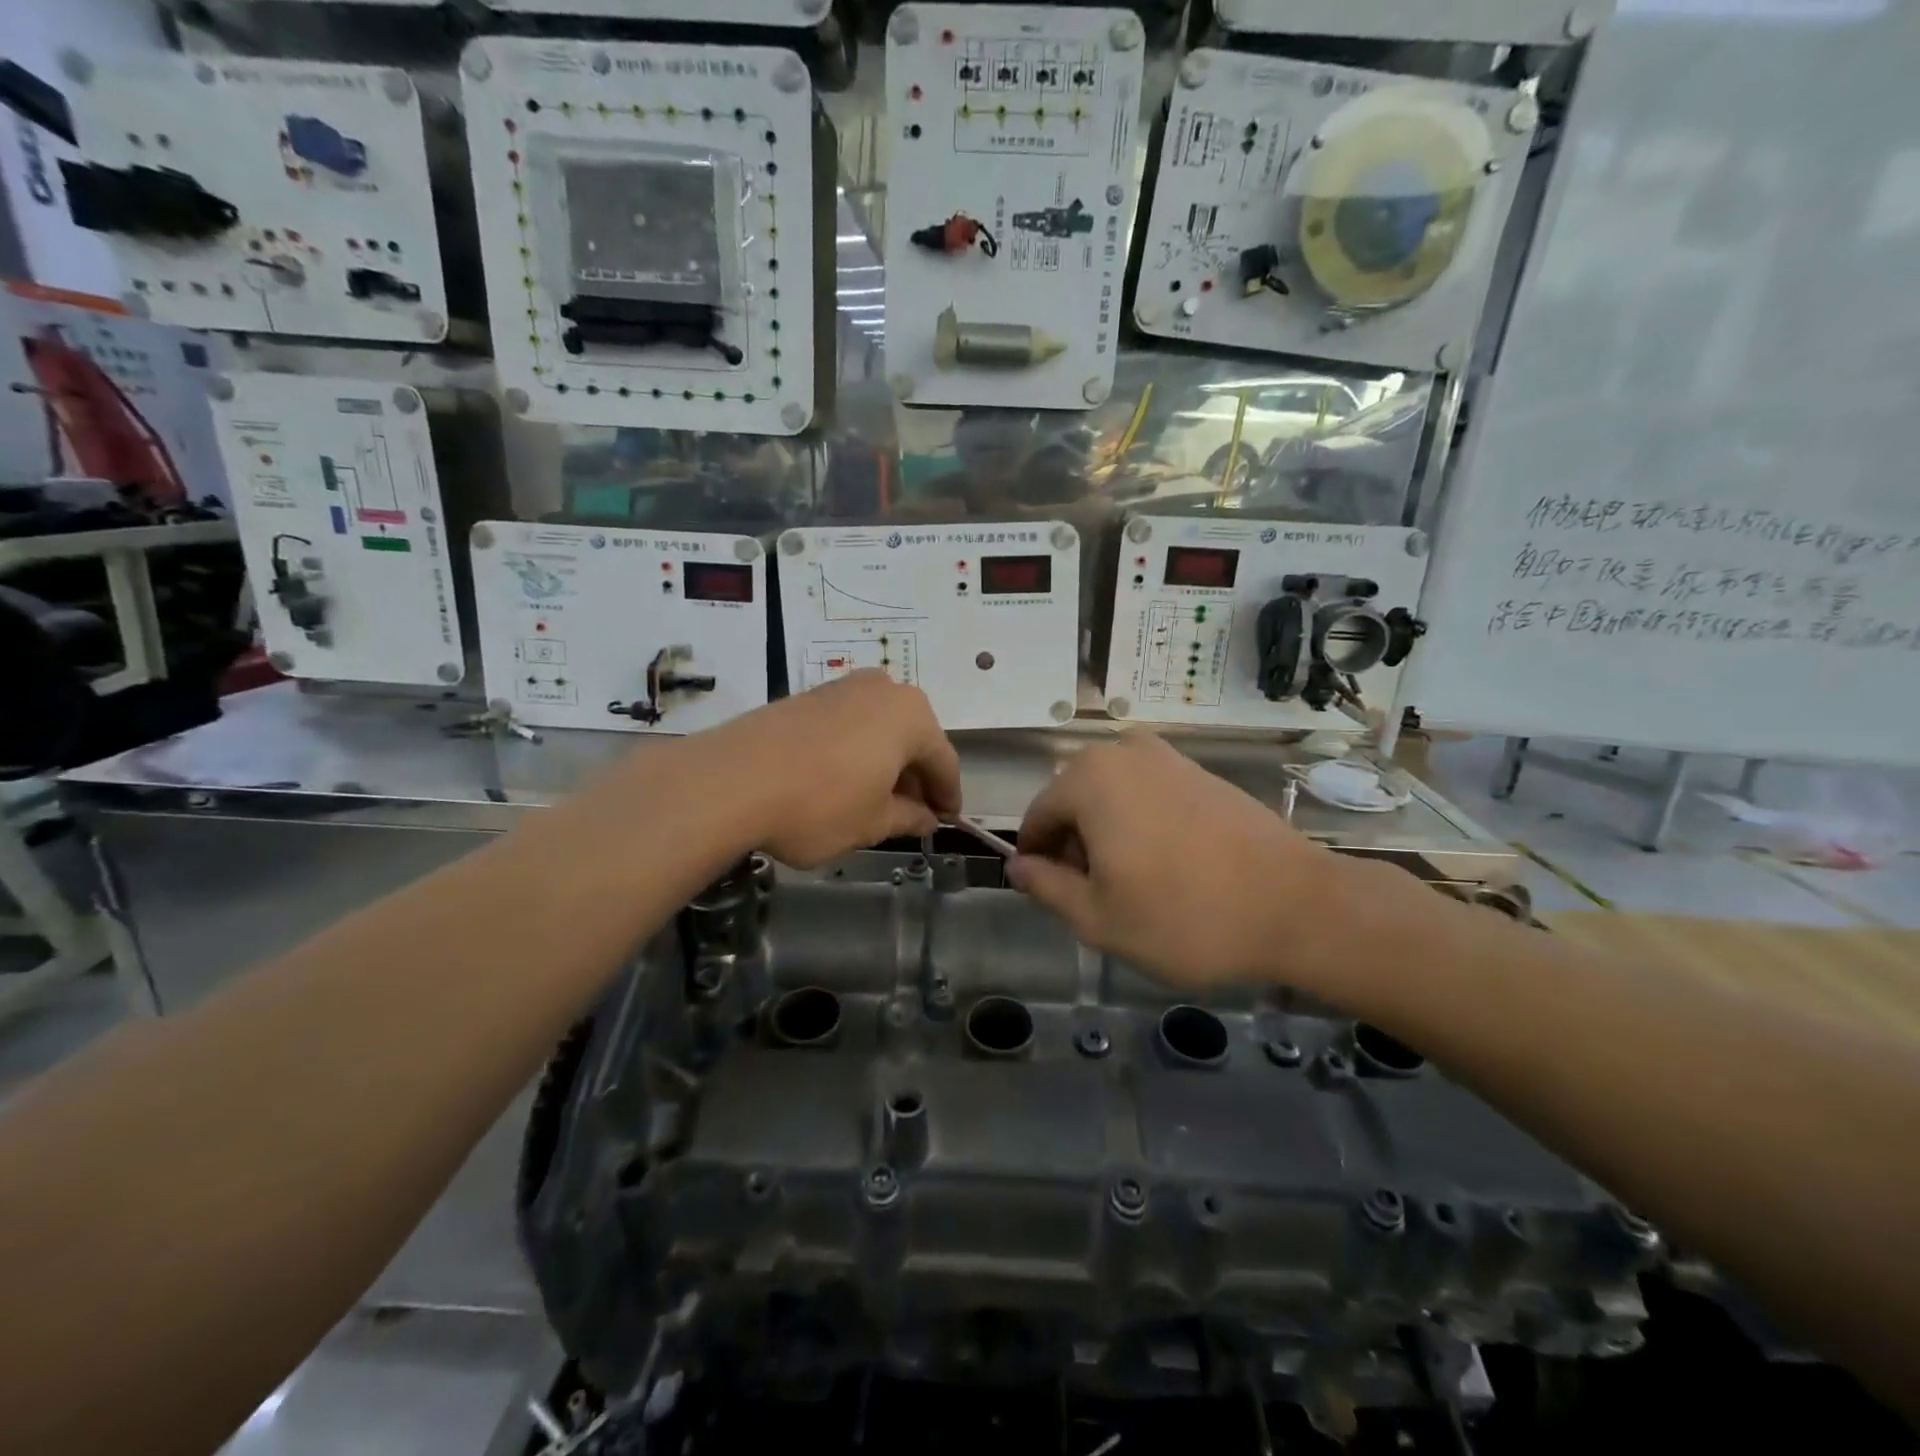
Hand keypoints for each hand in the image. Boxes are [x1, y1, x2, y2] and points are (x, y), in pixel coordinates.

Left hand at [709, 671, 961, 867]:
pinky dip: (855, 750)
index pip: (943, 761)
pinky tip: (842, 779)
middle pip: (912, 738)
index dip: (947, 795)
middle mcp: (883, 689)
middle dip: (915, 776)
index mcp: (912, 716)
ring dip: (885, 761)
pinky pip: (848, 724)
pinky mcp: (807, 695)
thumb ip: (908, 818)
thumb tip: (926, 818)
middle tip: (911, 813)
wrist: (731, 780)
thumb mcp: (872, 823)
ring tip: (875, 798)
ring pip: (879, 728)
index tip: (946, 821)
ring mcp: (842, 687)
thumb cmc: (820, 805)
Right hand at [1009, 734, 1353, 989]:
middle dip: (1074, 847)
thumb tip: (1018, 866)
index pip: (1037, 818)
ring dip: (1108, 836)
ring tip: (1136, 887)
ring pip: (1111, 798)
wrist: (1298, 906)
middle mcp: (1123, 752)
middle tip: (1098, 899)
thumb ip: (1046, 887)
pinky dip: (1142, 825)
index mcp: (1089, 779)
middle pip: (1073, 802)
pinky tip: (1169, 867)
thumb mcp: (1098, 918)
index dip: (1036, 861)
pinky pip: (1148, 794)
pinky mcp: (1201, 771)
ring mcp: (1168, 757)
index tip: (1053, 897)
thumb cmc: (1185, 916)